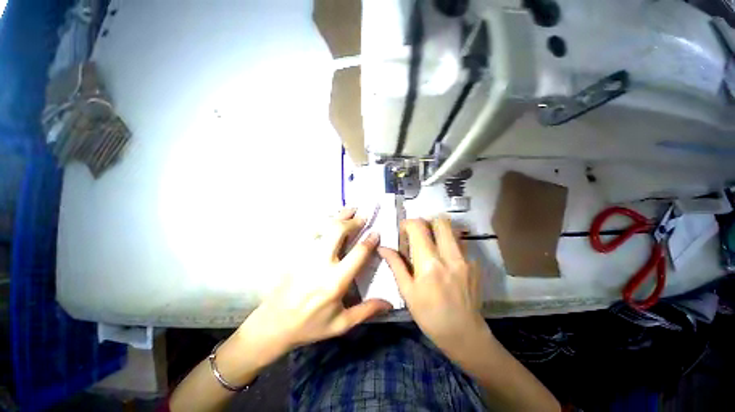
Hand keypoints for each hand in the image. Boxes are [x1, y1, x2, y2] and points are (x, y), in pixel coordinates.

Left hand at [236, 208, 391, 364]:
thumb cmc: (311, 326)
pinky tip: (330, 220)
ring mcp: (306, 256)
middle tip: (363, 215)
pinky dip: (324, 222)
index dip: (369, 241)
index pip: (357, 254)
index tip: (376, 232)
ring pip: (324, 227)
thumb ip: (367, 310)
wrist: (274, 324)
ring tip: (350, 209)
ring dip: (338, 216)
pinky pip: (312, 232)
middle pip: (338, 232)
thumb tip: (389, 303)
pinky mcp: (296, 254)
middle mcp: (321, 263)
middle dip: (352, 221)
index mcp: (335, 281)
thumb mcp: (342, 324)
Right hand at [379, 217, 484, 354]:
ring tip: (431, 245)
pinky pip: (460, 244)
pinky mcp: (475, 264)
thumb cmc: (429, 315)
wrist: (465, 335)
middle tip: (418, 234)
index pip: (418, 227)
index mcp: (429, 263)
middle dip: (426, 221)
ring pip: (452, 229)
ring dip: (438, 231)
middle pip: (440, 221)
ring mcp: (466, 259)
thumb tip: (383, 248)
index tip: (403, 232)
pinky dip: (449, 244)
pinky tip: (445, 260)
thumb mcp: (407, 292)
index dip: (407, 224)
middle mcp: (449, 256)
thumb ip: (396, 265)